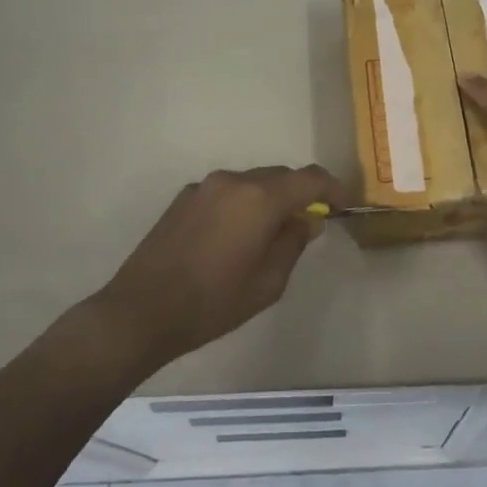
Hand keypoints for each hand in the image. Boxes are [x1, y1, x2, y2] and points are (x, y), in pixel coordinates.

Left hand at [91, 164, 345, 368]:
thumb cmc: (213, 302)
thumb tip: (307, 220)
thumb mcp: (268, 281)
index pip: (310, 179)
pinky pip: (227, 192)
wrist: (141, 311)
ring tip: (271, 233)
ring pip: (252, 182)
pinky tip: (235, 237)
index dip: (334, 189)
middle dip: (301, 194)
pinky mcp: (184, 199)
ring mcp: (204, 187)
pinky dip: (243, 204)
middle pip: (280, 176)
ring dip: (270, 199)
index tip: (344, 206)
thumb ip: (293, 242)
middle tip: (309, 224)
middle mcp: (233, 181)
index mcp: (260, 198)